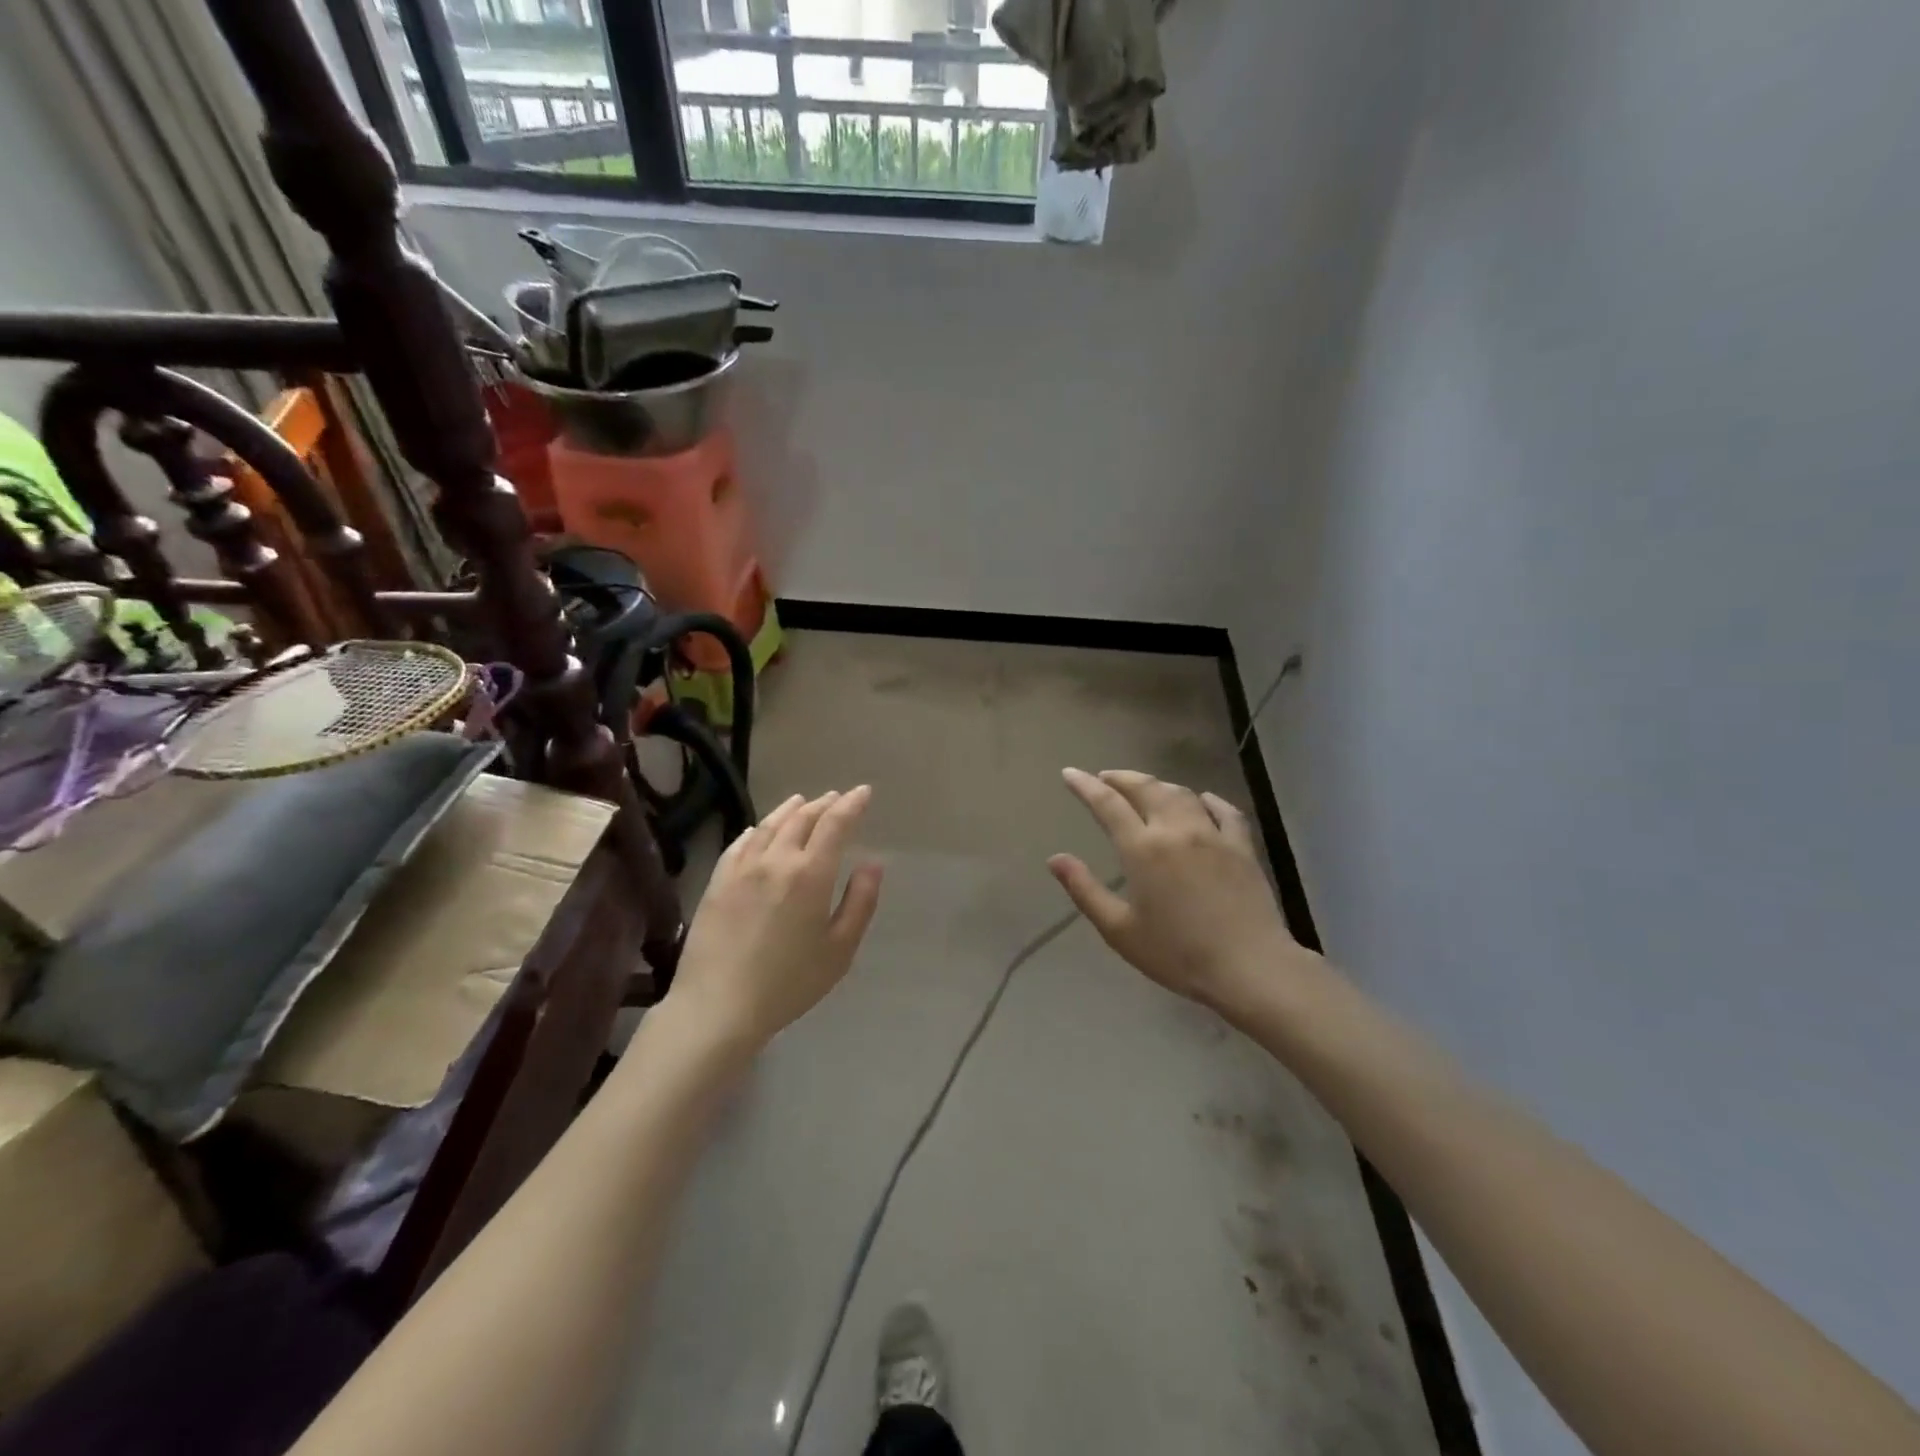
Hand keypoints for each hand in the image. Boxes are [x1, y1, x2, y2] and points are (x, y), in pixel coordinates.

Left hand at [670, 787, 883, 1048]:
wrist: (718, 1006)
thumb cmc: (789, 983)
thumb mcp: (840, 949)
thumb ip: (860, 901)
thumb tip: (873, 863)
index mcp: (811, 874)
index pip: (835, 824)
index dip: (851, 804)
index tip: (864, 792)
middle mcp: (776, 860)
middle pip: (802, 819)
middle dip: (823, 804)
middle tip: (836, 798)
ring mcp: (742, 868)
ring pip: (769, 825)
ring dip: (790, 809)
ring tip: (802, 801)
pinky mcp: (717, 882)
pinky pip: (739, 843)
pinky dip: (756, 830)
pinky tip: (758, 829)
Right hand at [1049, 768, 1305, 1010]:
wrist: (1249, 966)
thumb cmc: (1177, 954)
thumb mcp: (1119, 929)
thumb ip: (1085, 890)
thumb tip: (1055, 859)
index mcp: (1142, 848)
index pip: (1108, 804)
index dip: (1086, 785)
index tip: (1070, 773)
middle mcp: (1176, 830)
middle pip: (1146, 788)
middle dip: (1121, 778)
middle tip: (1105, 777)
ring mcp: (1213, 835)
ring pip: (1181, 794)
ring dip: (1158, 785)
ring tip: (1145, 787)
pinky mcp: (1242, 847)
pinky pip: (1225, 811)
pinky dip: (1208, 800)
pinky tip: (1203, 800)